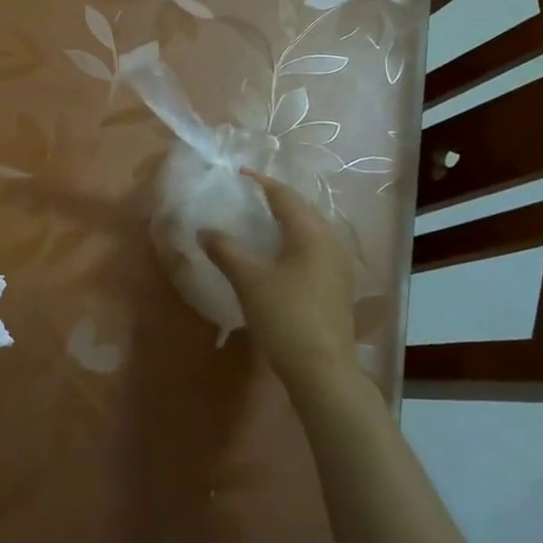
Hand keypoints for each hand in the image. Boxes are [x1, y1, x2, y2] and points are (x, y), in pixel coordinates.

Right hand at [200, 171, 355, 394]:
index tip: (240, 173)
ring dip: (287, 220)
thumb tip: (204, 230)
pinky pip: (315, 247)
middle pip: (302, 208)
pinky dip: (295, 240)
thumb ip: (225, 250)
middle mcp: (330, 241)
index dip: (261, 182)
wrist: (322, 369)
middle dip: (276, 198)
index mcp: (310, 232)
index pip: (284, 195)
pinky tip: (280, 253)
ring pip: (311, 229)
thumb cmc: (285, 316)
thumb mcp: (248, 280)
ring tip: (262, 220)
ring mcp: (338, 265)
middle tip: (250, 194)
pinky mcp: (338, 285)